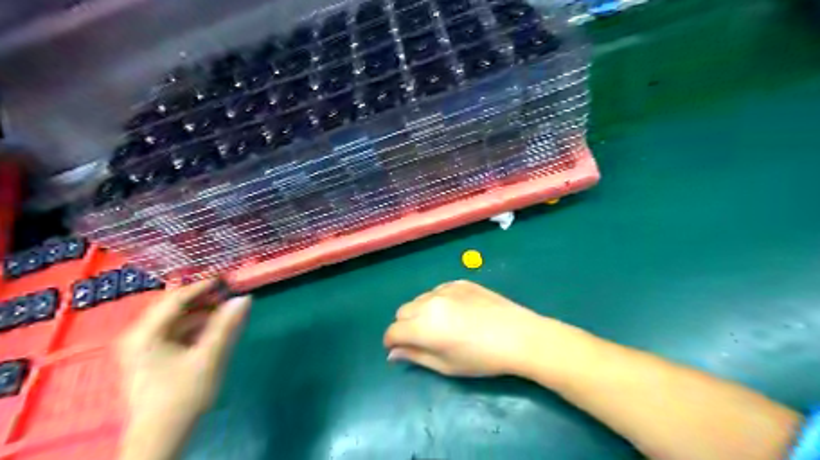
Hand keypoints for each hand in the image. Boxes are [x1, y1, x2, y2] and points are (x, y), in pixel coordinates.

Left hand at [115, 280, 248, 459]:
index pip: (176, 298)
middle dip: (202, 299)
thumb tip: (244, 298)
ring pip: (175, 320)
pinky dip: (194, 327)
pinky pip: (174, 333)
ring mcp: (142, 348)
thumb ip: (227, 325)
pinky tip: (213, 330)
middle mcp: (139, 336)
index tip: (226, 278)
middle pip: (173, 307)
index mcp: (146, 333)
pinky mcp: (150, 358)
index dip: (202, 286)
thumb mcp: (210, 357)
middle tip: (228, 293)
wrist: (161, 437)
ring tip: (225, 311)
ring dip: (200, 313)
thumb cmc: (183, 395)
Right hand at [384, 280, 556, 376]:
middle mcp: (429, 302)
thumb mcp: (446, 366)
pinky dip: (438, 301)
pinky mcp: (460, 282)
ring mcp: (445, 288)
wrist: (518, 336)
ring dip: (421, 312)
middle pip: (402, 311)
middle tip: (422, 339)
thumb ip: (415, 356)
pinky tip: (457, 312)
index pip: (393, 330)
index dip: (392, 342)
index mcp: (423, 326)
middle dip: (405, 325)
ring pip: (420, 299)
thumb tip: (393, 353)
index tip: (400, 349)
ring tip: (441, 325)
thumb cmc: (481, 359)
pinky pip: (438, 290)